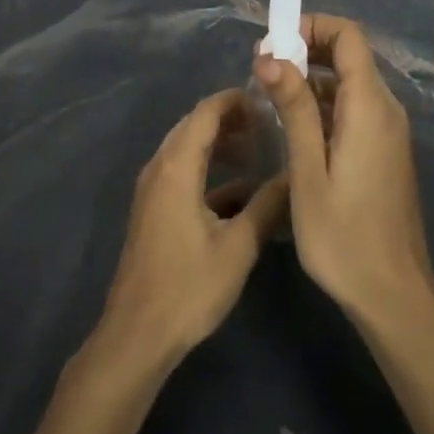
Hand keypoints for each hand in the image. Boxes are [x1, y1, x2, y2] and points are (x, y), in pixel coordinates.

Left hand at [93, 89, 289, 375]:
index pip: (205, 112)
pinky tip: (242, 188)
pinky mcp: (154, 209)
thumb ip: (268, 205)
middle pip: (194, 125)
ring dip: (220, 143)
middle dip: (231, 118)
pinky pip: (183, 173)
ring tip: (259, 148)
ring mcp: (153, 189)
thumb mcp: (238, 246)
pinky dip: (210, 169)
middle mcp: (159, 168)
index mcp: (176, 167)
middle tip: (270, 123)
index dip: (236, 100)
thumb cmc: (188, 287)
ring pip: (188, 149)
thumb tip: (295, 175)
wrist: (138, 333)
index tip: (269, 100)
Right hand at [255, 14, 433, 329]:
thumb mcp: (308, 171)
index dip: (310, 26)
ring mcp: (387, 131)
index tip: (272, 43)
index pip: (348, 36)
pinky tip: (292, 124)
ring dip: (310, 77)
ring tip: (268, 94)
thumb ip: (293, 109)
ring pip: (348, 81)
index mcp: (370, 107)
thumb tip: (271, 56)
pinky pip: (352, 107)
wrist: (393, 294)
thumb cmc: (343, 237)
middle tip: (262, 68)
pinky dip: (322, 102)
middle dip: (305, 48)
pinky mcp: (383, 150)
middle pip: (349, 54)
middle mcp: (385, 109)